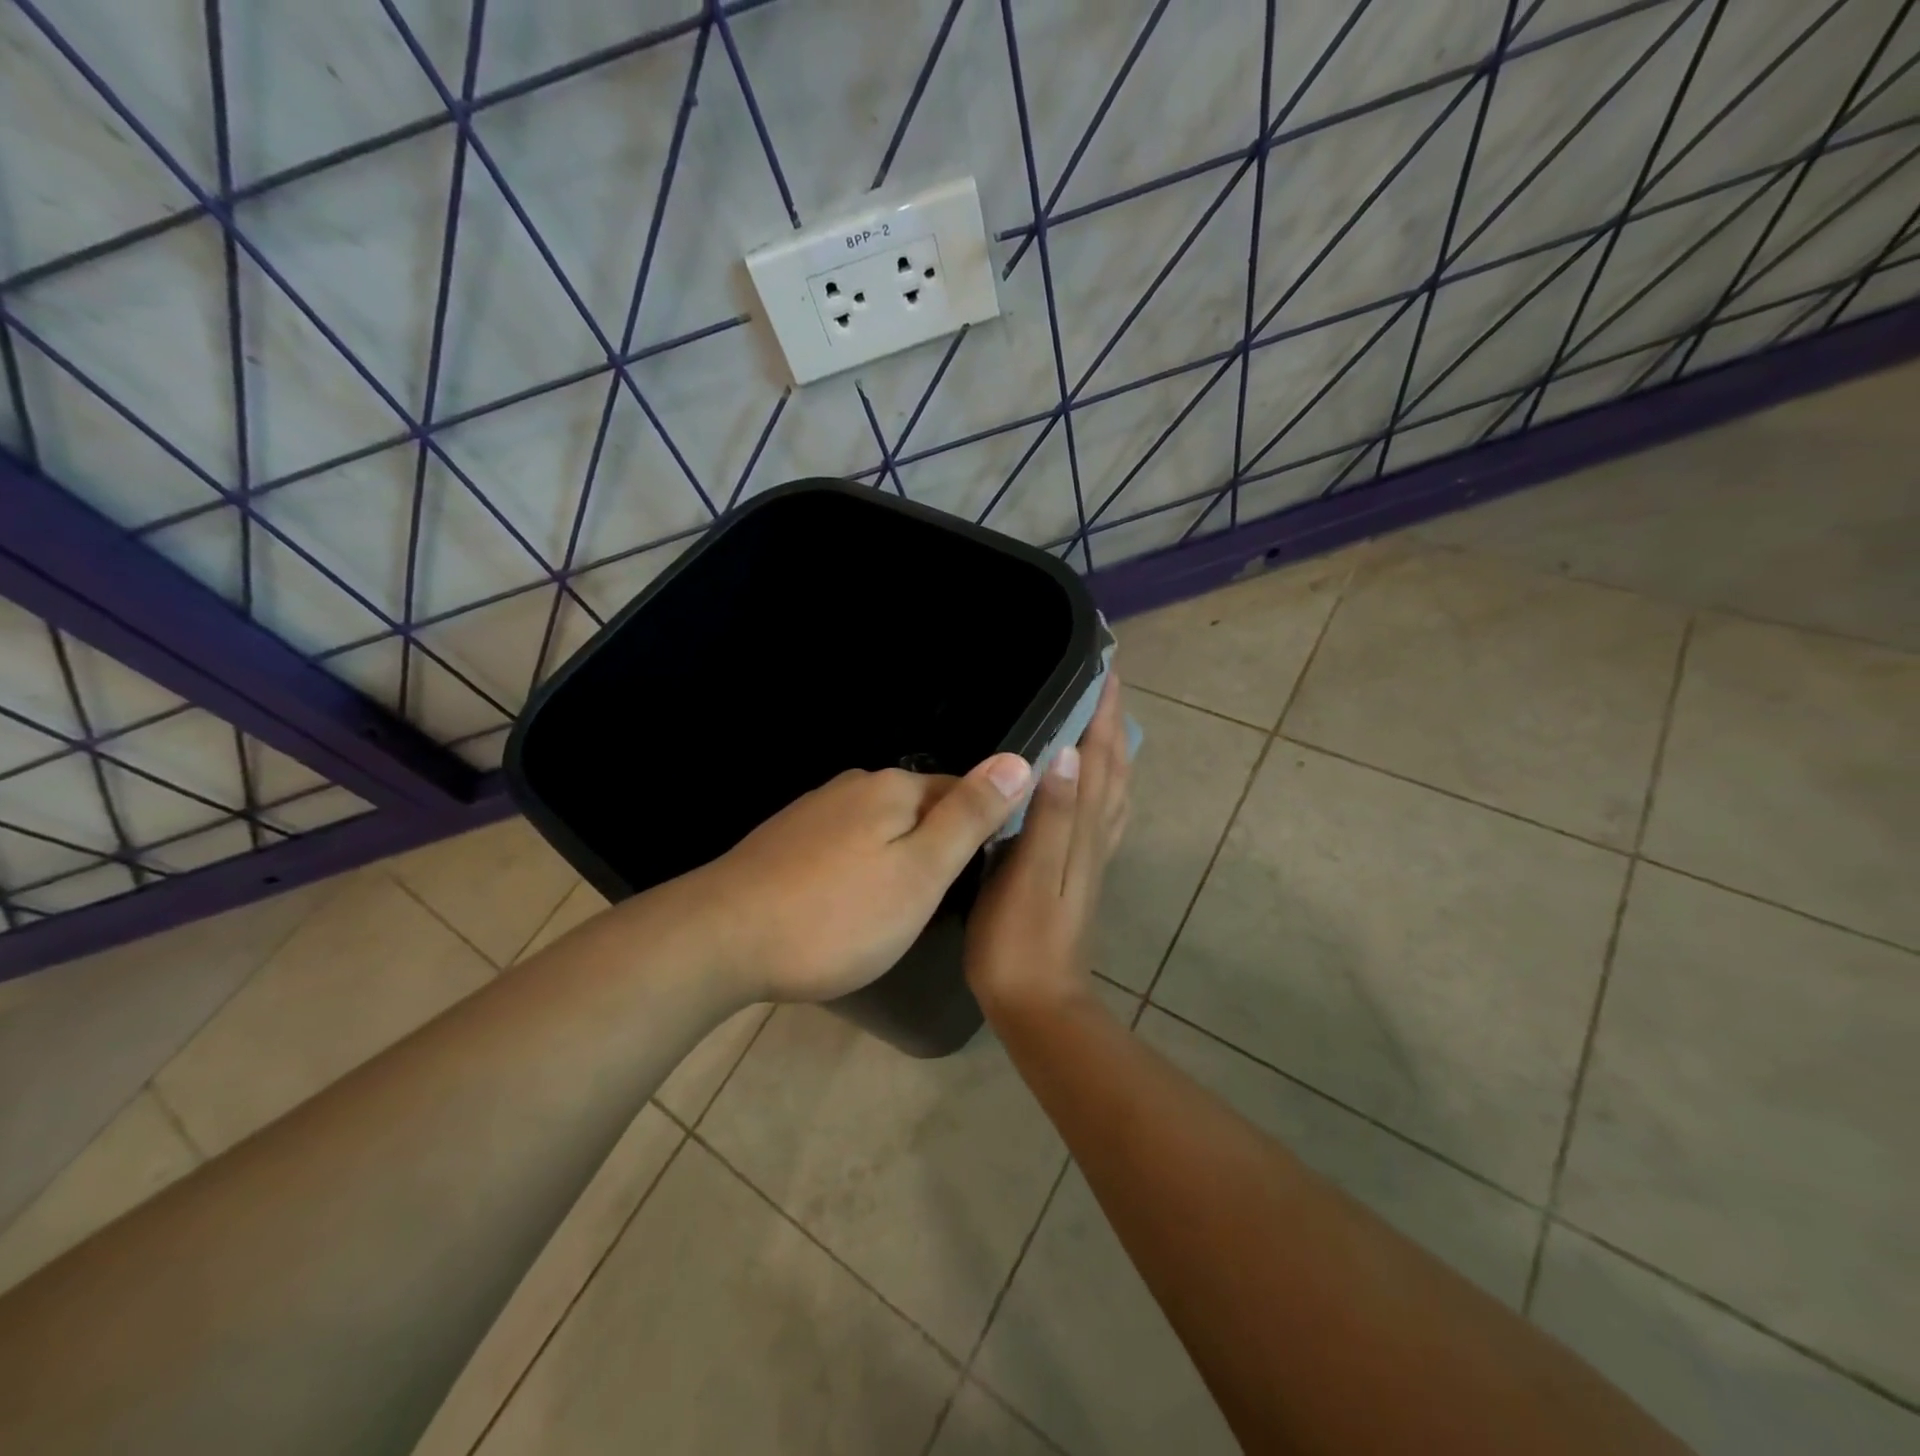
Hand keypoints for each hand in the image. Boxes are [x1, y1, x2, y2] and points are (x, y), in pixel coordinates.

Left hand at [689, 753, 1033, 1003]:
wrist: (720, 939)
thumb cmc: (836, 914)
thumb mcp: (921, 872)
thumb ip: (970, 816)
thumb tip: (1018, 758)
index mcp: (893, 787)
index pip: (962, 792)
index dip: (979, 833)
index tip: (979, 879)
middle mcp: (853, 786)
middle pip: (918, 810)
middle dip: (934, 849)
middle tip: (934, 906)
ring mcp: (813, 811)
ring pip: (879, 831)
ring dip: (895, 862)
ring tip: (892, 913)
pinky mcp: (785, 840)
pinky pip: (843, 847)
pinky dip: (856, 872)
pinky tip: (845, 907)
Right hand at [966, 674, 1131, 1024]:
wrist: (1040, 1004)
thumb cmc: (1020, 941)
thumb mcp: (1028, 876)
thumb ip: (1049, 816)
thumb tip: (1064, 753)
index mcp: (1080, 830)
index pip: (1097, 758)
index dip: (1102, 714)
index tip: (1105, 669)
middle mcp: (1094, 836)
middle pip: (1112, 768)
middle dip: (1111, 722)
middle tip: (1105, 682)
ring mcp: (1090, 856)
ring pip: (1112, 790)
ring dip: (1112, 750)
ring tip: (1104, 721)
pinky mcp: (1079, 873)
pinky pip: (1102, 814)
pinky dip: (1105, 786)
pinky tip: (1093, 786)